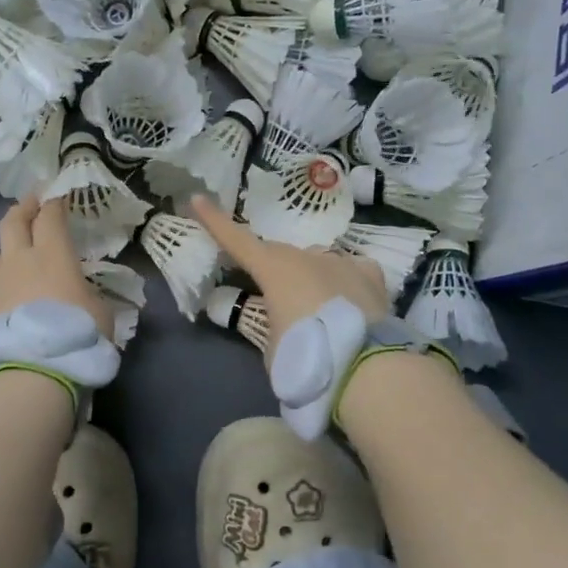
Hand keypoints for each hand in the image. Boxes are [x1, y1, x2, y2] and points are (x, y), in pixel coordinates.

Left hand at [0, 197, 115, 340]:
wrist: (35, 369)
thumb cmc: (77, 334)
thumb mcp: (100, 311)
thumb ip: (89, 294)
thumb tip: (82, 295)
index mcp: (53, 255)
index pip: (49, 216)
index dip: (54, 203)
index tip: (58, 197)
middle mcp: (21, 261)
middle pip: (13, 221)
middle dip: (23, 208)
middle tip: (31, 204)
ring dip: (10, 246)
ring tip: (20, 252)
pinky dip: (6, 282)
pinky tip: (14, 294)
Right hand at [190, 195, 390, 358]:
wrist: (367, 368)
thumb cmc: (306, 359)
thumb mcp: (272, 346)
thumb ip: (273, 324)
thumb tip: (286, 322)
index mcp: (273, 270)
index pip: (236, 240)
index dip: (214, 220)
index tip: (197, 198)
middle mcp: (306, 256)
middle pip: (279, 254)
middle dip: (271, 269)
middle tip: (271, 294)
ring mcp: (341, 262)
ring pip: (316, 261)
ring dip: (309, 277)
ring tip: (315, 308)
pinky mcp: (370, 275)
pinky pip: (351, 270)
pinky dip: (344, 280)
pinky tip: (348, 299)